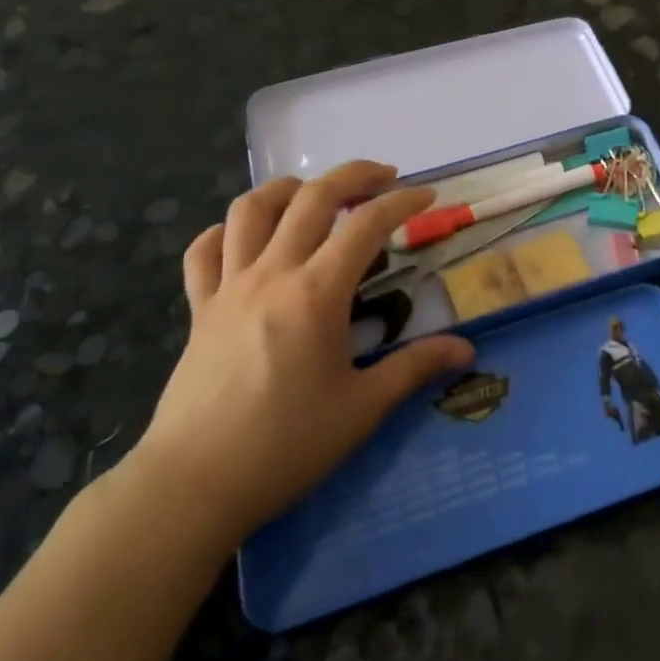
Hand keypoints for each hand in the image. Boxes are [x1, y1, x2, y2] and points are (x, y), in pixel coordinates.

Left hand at [124, 161, 475, 548]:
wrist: (192, 485)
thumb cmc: (285, 446)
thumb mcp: (362, 409)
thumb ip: (415, 368)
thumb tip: (467, 351)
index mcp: (316, 293)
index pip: (367, 225)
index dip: (402, 202)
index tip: (427, 195)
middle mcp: (272, 274)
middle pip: (312, 197)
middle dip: (354, 175)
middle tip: (384, 177)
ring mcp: (229, 287)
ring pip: (251, 208)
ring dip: (289, 188)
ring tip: (316, 194)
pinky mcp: (199, 309)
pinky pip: (204, 251)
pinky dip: (226, 231)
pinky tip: (247, 238)